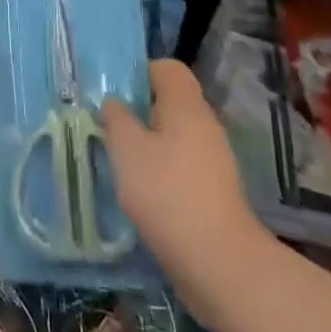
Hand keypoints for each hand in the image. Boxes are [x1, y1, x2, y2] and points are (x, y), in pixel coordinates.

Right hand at [102, 61, 260, 329]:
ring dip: (150, 145)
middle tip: (110, 128)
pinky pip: (184, 166)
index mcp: (186, 105)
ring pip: (176, 137)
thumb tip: (114, 103)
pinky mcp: (215, 192)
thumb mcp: (127, 150)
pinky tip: (142, 194)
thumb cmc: (168, 193)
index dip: (140, 73)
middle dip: (140, 112)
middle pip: (171, 102)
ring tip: (121, 163)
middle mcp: (205, 124)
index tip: (115, 95)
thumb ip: (116, 119)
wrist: (220, 263)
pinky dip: (163, 173)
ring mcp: (214, 160)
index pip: (167, 68)